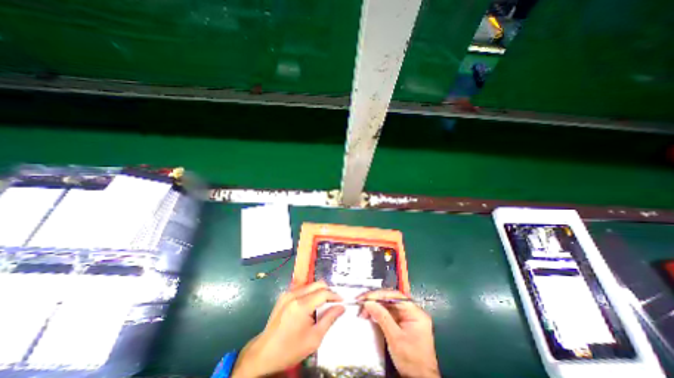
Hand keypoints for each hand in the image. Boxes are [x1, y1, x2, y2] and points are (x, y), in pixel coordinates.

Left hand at [234, 282, 346, 376]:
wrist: (264, 354)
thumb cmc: (290, 349)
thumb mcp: (314, 338)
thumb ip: (329, 319)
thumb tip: (341, 307)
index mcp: (301, 305)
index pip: (323, 293)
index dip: (335, 295)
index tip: (342, 301)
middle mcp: (294, 294)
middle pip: (317, 284)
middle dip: (328, 291)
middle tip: (334, 302)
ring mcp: (287, 293)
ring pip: (310, 285)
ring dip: (319, 291)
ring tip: (324, 304)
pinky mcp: (284, 296)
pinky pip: (302, 289)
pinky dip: (310, 293)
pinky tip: (311, 305)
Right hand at [358, 290, 442, 375]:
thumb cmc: (411, 361)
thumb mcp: (395, 338)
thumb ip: (382, 318)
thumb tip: (369, 303)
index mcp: (415, 313)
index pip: (395, 296)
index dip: (379, 295)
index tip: (366, 298)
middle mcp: (413, 311)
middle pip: (391, 299)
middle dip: (376, 300)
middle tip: (362, 303)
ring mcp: (408, 317)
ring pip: (389, 305)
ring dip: (376, 306)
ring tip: (364, 310)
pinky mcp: (403, 322)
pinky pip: (390, 312)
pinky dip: (380, 313)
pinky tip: (371, 314)